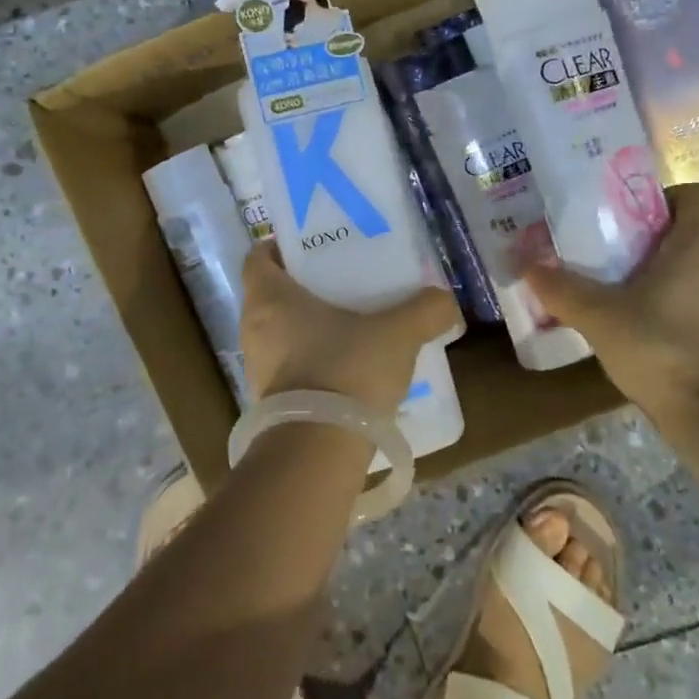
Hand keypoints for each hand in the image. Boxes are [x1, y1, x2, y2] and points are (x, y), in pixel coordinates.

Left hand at [240, 242, 460, 416]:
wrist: (320, 452)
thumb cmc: (347, 370)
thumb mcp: (397, 333)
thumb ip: (425, 310)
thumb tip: (445, 299)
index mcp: (270, 298)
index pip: (258, 257)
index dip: (279, 247)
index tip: (311, 248)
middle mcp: (253, 328)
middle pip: (270, 295)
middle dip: (302, 287)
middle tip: (341, 283)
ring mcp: (257, 369)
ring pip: (278, 333)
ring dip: (306, 327)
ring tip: (349, 325)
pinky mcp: (268, 403)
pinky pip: (288, 367)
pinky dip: (310, 361)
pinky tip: (346, 368)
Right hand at [523, 183, 698, 433]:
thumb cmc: (662, 350)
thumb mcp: (599, 316)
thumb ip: (561, 287)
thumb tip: (526, 264)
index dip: (667, 199)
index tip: (630, 220)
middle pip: (696, 231)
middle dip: (655, 239)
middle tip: (614, 257)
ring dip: (668, 273)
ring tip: (626, 295)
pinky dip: (683, 304)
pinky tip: (652, 331)